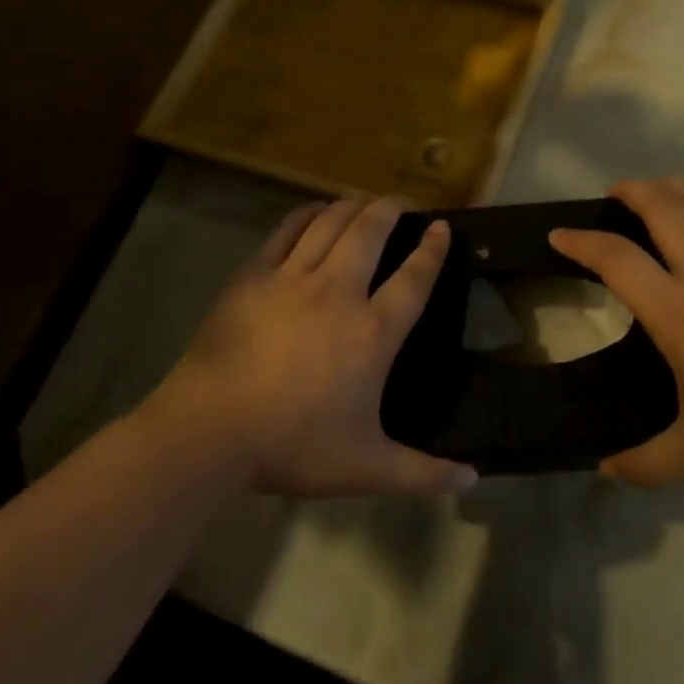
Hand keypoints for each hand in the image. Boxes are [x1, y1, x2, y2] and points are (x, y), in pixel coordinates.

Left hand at [160, 196, 477, 497]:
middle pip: (371, 232)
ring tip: (364, 202)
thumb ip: (422, 473)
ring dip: (352, 206)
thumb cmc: (293, 446)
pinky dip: (306, 215)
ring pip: (330, 223)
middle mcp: (338, 293)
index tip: (442, 227)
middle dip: (392, 209)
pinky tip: (315, 211)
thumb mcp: (366, 467)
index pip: (414, 278)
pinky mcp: (253, 276)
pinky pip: (286, 231)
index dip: (433, 250)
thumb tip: (472, 480)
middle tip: (403, 203)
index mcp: (372, 333)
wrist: (210, 432)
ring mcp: (292, 279)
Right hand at [551, 178, 683, 484]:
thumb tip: (605, 468)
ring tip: (656, 193)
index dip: (580, 241)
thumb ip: (647, 463)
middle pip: (659, 205)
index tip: (559, 233)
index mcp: (679, 310)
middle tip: (613, 198)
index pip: (615, 258)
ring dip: (670, 187)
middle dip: (628, 192)